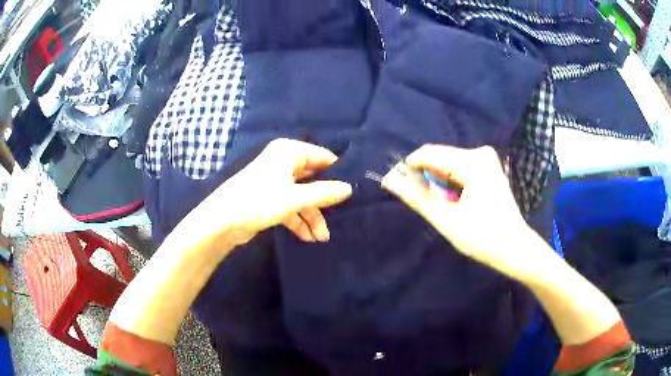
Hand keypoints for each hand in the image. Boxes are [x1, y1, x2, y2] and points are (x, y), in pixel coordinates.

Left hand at [195, 139, 352, 245]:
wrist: (222, 222)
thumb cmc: (259, 201)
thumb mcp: (295, 198)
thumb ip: (323, 193)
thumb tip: (349, 188)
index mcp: (288, 152)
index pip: (322, 157)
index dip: (337, 174)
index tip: (353, 191)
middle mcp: (283, 162)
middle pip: (313, 179)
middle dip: (324, 202)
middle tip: (340, 218)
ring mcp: (276, 181)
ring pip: (302, 196)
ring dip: (312, 217)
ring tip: (321, 238)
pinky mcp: (269, 199)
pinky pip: (291, 206)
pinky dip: (299, 221)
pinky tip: (307, 237)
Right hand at [381, 144, 535, 272]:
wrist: (514, 248)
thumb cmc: (482, 237)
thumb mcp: (446, 218)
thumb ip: (417, 196)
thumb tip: (388, 180)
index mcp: (473, 161)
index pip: (428, 153)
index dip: (407, 168)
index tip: (393, 184)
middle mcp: (480, 153)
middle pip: (439, 158)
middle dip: (423, 177)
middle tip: (416, 201)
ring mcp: (486, 160)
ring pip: (448, 165)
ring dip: (436, 182)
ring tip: (435, 205)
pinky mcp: (488, 169)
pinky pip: (459, 170)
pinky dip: (449, 184)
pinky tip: (450, 201)